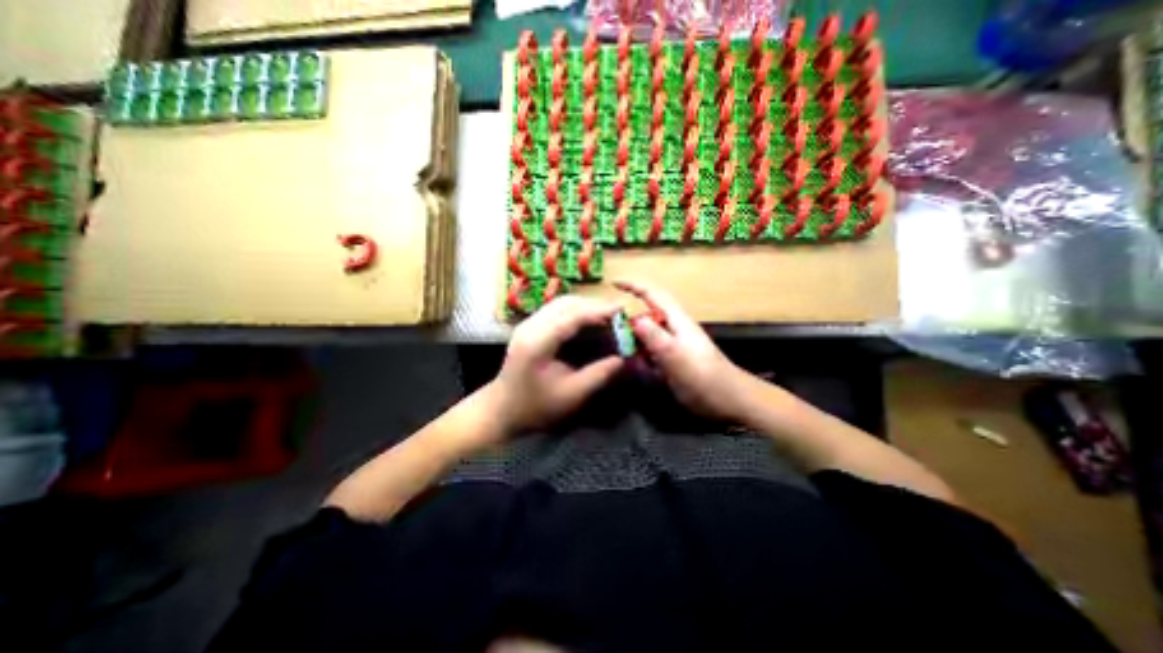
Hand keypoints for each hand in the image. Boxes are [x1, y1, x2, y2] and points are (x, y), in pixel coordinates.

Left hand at [485, 299, 622, 435]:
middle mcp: (530, 326)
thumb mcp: (571, 395)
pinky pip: (556, 309)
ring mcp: (527, 324)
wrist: (501, 409)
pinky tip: (588, 321)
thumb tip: (622, 359)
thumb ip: (598, 375)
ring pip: (561, 303)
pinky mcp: (529, 326)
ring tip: (607, 317)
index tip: (623, 310)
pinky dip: (575, 311)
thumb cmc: (535, 407)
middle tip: (618, 315)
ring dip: (585, 306)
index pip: (573, 315)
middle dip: (594, 305)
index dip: (599, 310)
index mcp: (538, 342)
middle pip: (566, 303)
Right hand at [616, 277, 754, 421]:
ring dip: (638, 350)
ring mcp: (674, 345)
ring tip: (638, 365)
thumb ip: (653, 336)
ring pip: (647, 339)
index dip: (633, 285)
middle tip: (620, 344)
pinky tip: (648, 374)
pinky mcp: (674, 360)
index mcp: (676, 320)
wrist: (729, 401)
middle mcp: (674, 328)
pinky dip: (645, 362)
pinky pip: (652, 355)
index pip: (652, 294)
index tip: (614, 283)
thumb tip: (635, 319)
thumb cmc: (703, 377)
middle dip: (631, 329)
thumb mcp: (674, 355)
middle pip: (646, 318)